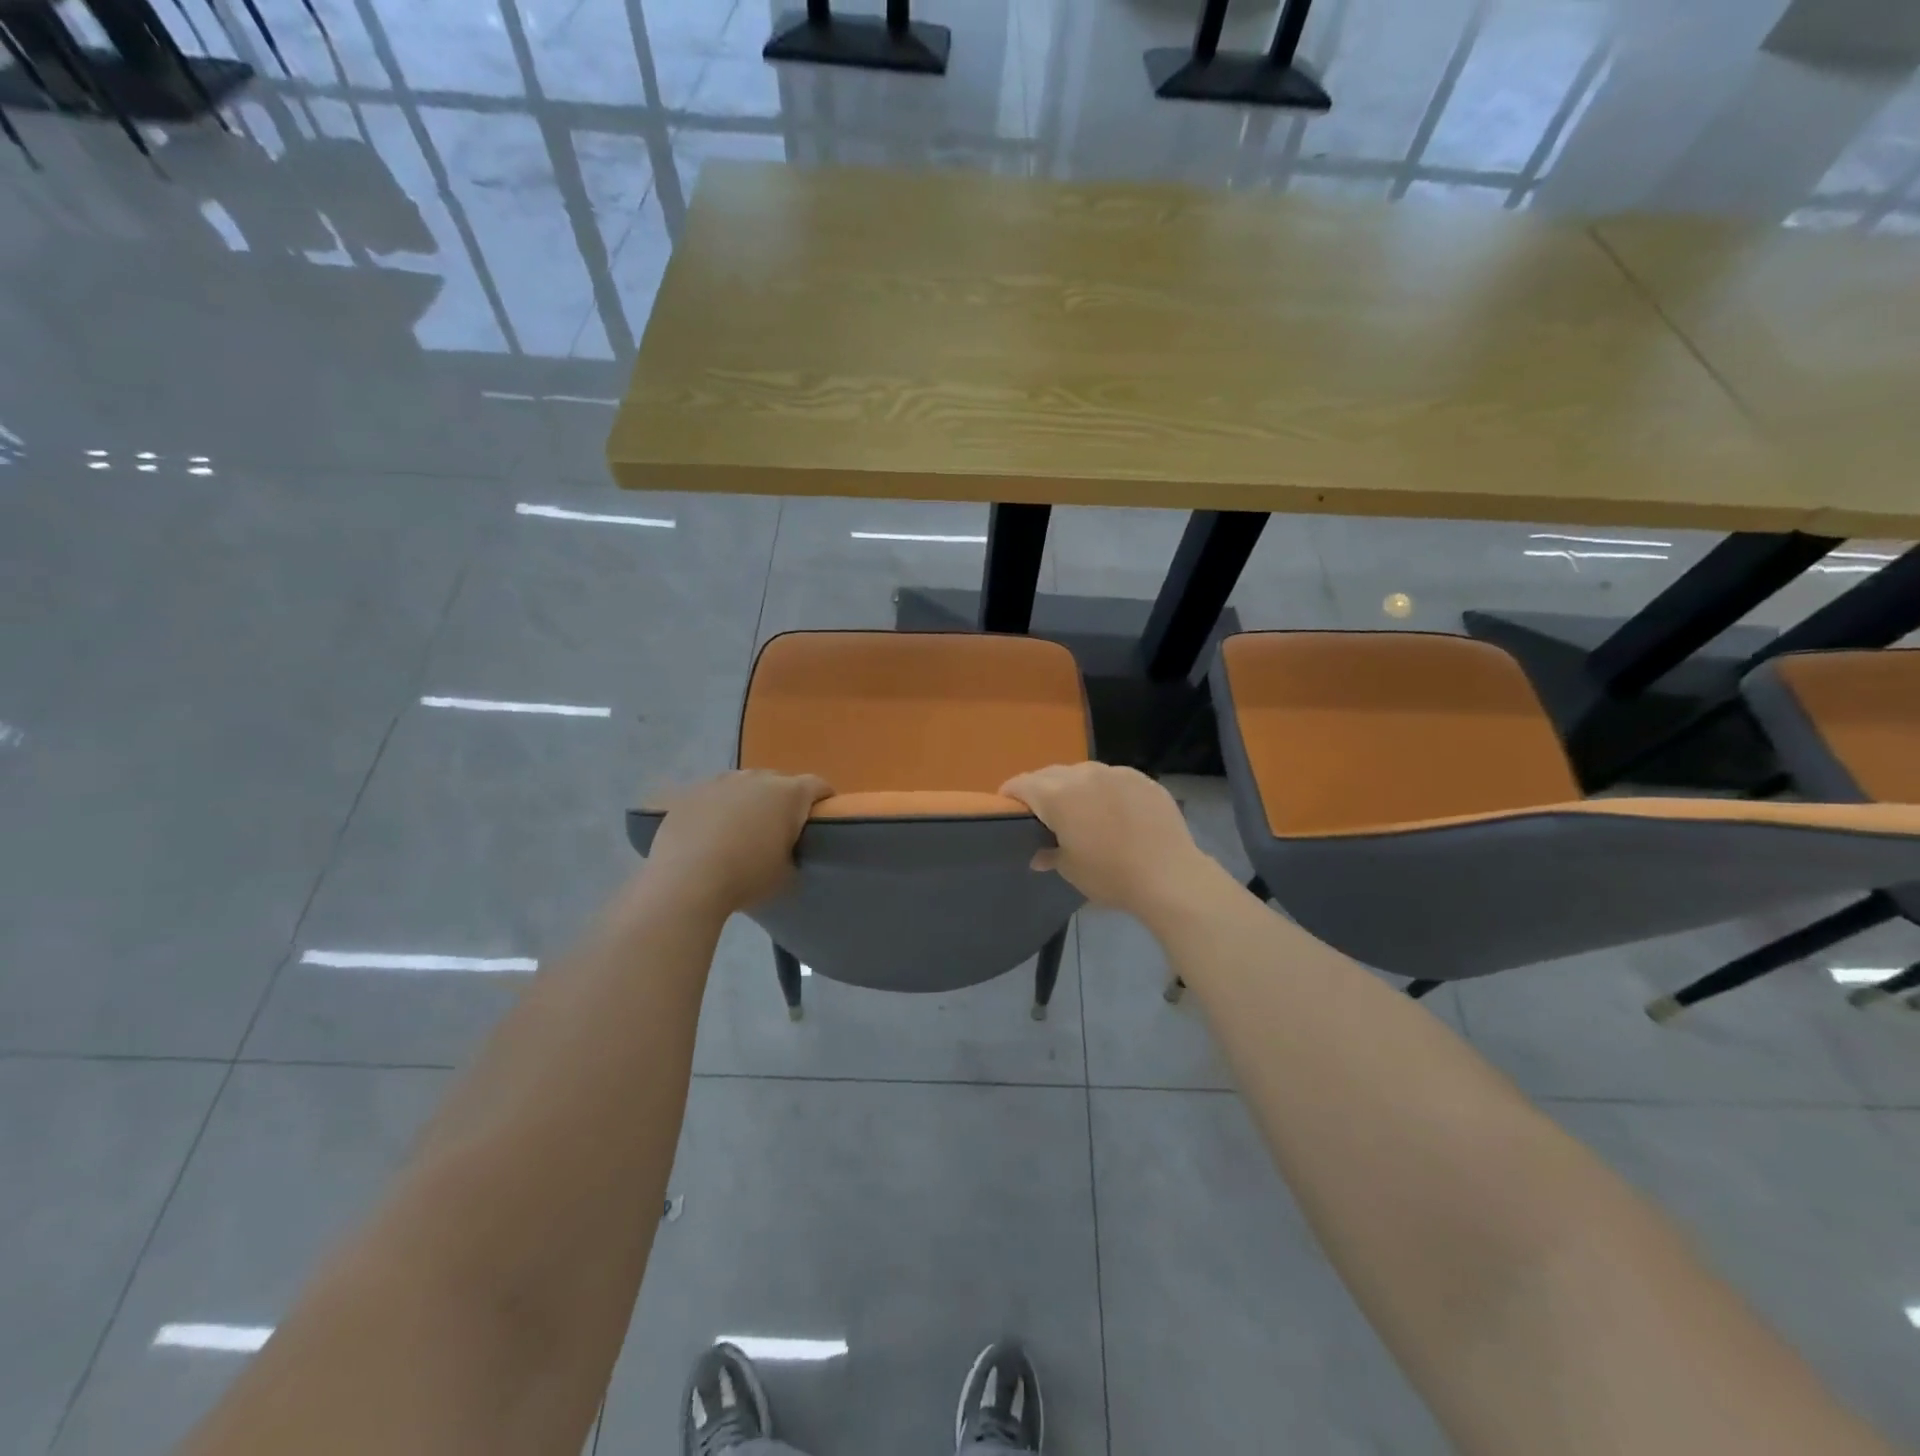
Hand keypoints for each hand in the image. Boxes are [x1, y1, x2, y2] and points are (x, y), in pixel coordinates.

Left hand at [643, 770, 832, 912]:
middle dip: (782, 800)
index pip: (818, 786)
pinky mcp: (691, 792)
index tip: (821, 817)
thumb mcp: (786, 875)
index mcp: (789, 794)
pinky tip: (708, 832)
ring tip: (740, 828)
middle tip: (778, 828)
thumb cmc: (747, 877)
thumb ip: (793, 854)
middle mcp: (757, 778)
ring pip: (743, 785)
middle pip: (779, 782)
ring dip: (748, 801)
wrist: (686, 881)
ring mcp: (721, 781)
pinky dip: (717, 808)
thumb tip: (785, 851)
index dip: (823, 799)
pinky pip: (712, 795)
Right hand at [1000, 762, 1217, 913]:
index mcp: (1058, 795)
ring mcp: (1116, 773)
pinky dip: (1105, 790)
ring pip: (1083, 773)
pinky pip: (1113, 778)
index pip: (1021, 784)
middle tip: (1044, 815)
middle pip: (1051, 774)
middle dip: (1042, 790)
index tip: (1008, 809)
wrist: (1169, 876)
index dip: (1010, 795)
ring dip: (1074, 788)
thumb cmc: (1110, 875)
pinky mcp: (1142, 779)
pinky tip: (1115, 812)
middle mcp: (1083, 775)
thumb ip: (1049, 854)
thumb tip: (1039, 854)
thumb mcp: (1071, 869)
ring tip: (1081, 811)